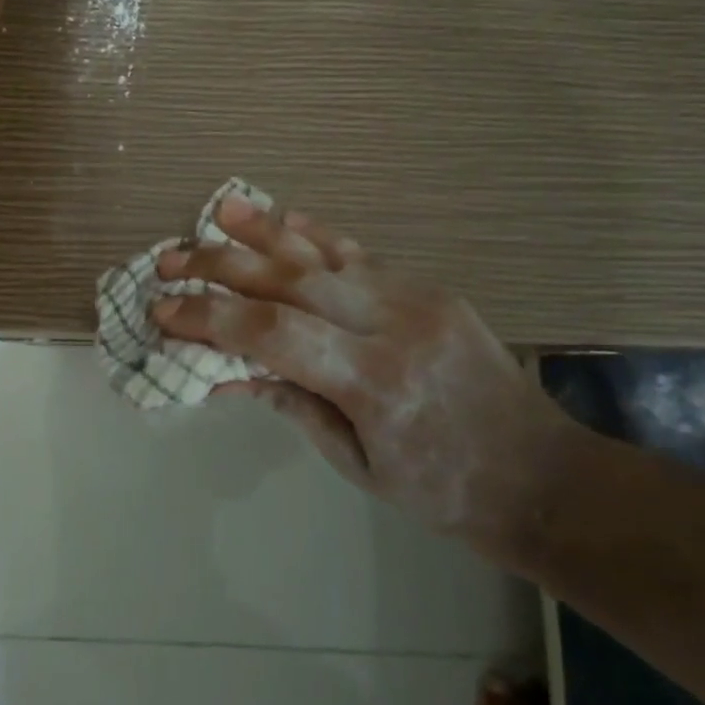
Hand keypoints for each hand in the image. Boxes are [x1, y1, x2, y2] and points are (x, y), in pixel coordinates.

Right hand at [152, 197, 561, 535]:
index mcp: (374, 382)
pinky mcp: (430, 288)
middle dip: (222, 266)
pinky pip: (361, 254)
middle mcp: (393, 326)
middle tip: (171, 258)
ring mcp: (417, 298)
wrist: (541, 475)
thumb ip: (293, 406)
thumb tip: (228, 371)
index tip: (163, 310)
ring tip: (217, 213)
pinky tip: (282, 219)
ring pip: (324, 255)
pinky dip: (315, 236)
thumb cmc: (444, 491)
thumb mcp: (357, 465)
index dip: (210, 317)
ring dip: (264, 233)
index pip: (273, 333)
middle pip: (290, 280)